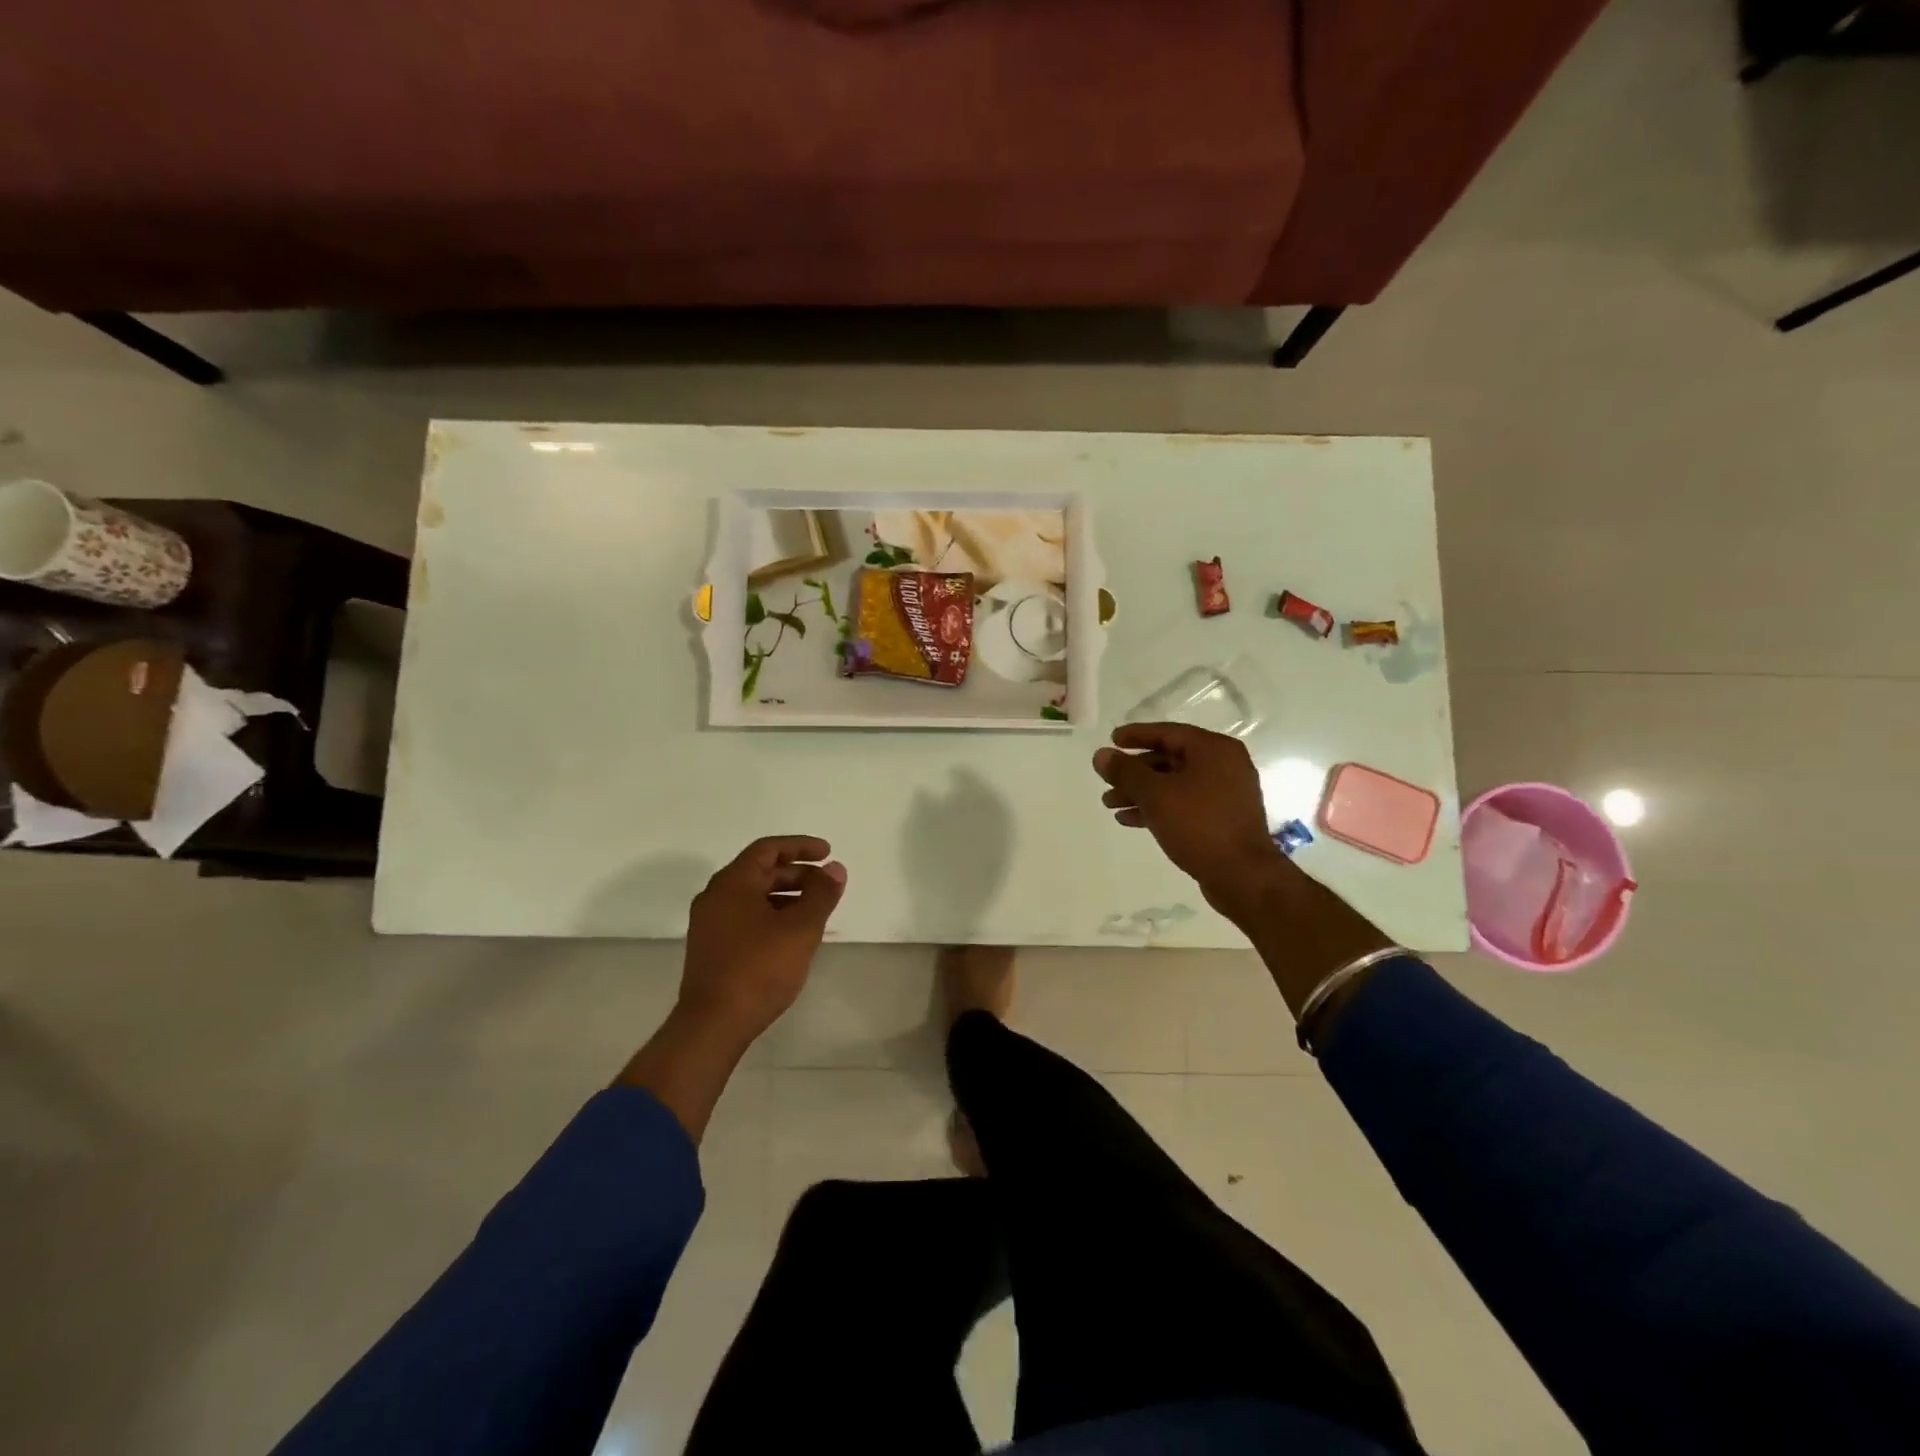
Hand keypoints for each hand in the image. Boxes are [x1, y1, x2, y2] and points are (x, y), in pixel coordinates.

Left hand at [679, 835, 847, 1044]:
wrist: (712, 1025)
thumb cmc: (759, 969)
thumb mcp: (800, 929)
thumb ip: (821, 894)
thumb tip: (835, 869)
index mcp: (732, 883)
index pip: (768, 849)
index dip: (801, 846)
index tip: (828, 853)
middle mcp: (716, 897)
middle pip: (760, 871)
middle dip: (797, 874)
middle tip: (827, 885)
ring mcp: (710, 924)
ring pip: (754, 896)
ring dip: (787, 896)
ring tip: (816, 911)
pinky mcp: (711, 948)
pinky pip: (746, 917)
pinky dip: (772, 915)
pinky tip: (793, 935)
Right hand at [1093, 724, 1288, 919]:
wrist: (1242, 876)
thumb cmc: (1199, 825)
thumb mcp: (1155, 795)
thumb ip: (1125, 772)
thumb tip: (1100, 754)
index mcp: (1214, 750)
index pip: (1168, 732)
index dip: (1136, 735)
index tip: (1111, 740)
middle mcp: (1224, 766)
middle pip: (1169, 759)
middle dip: (1134, 771)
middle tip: (1106, 781)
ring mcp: (1225, 794)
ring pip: (1174, 784)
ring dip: (1141, 792)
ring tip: (1110, 804)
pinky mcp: (1221, 819)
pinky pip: (1183, 804)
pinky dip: (1157, 808)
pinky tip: (1129, 819)